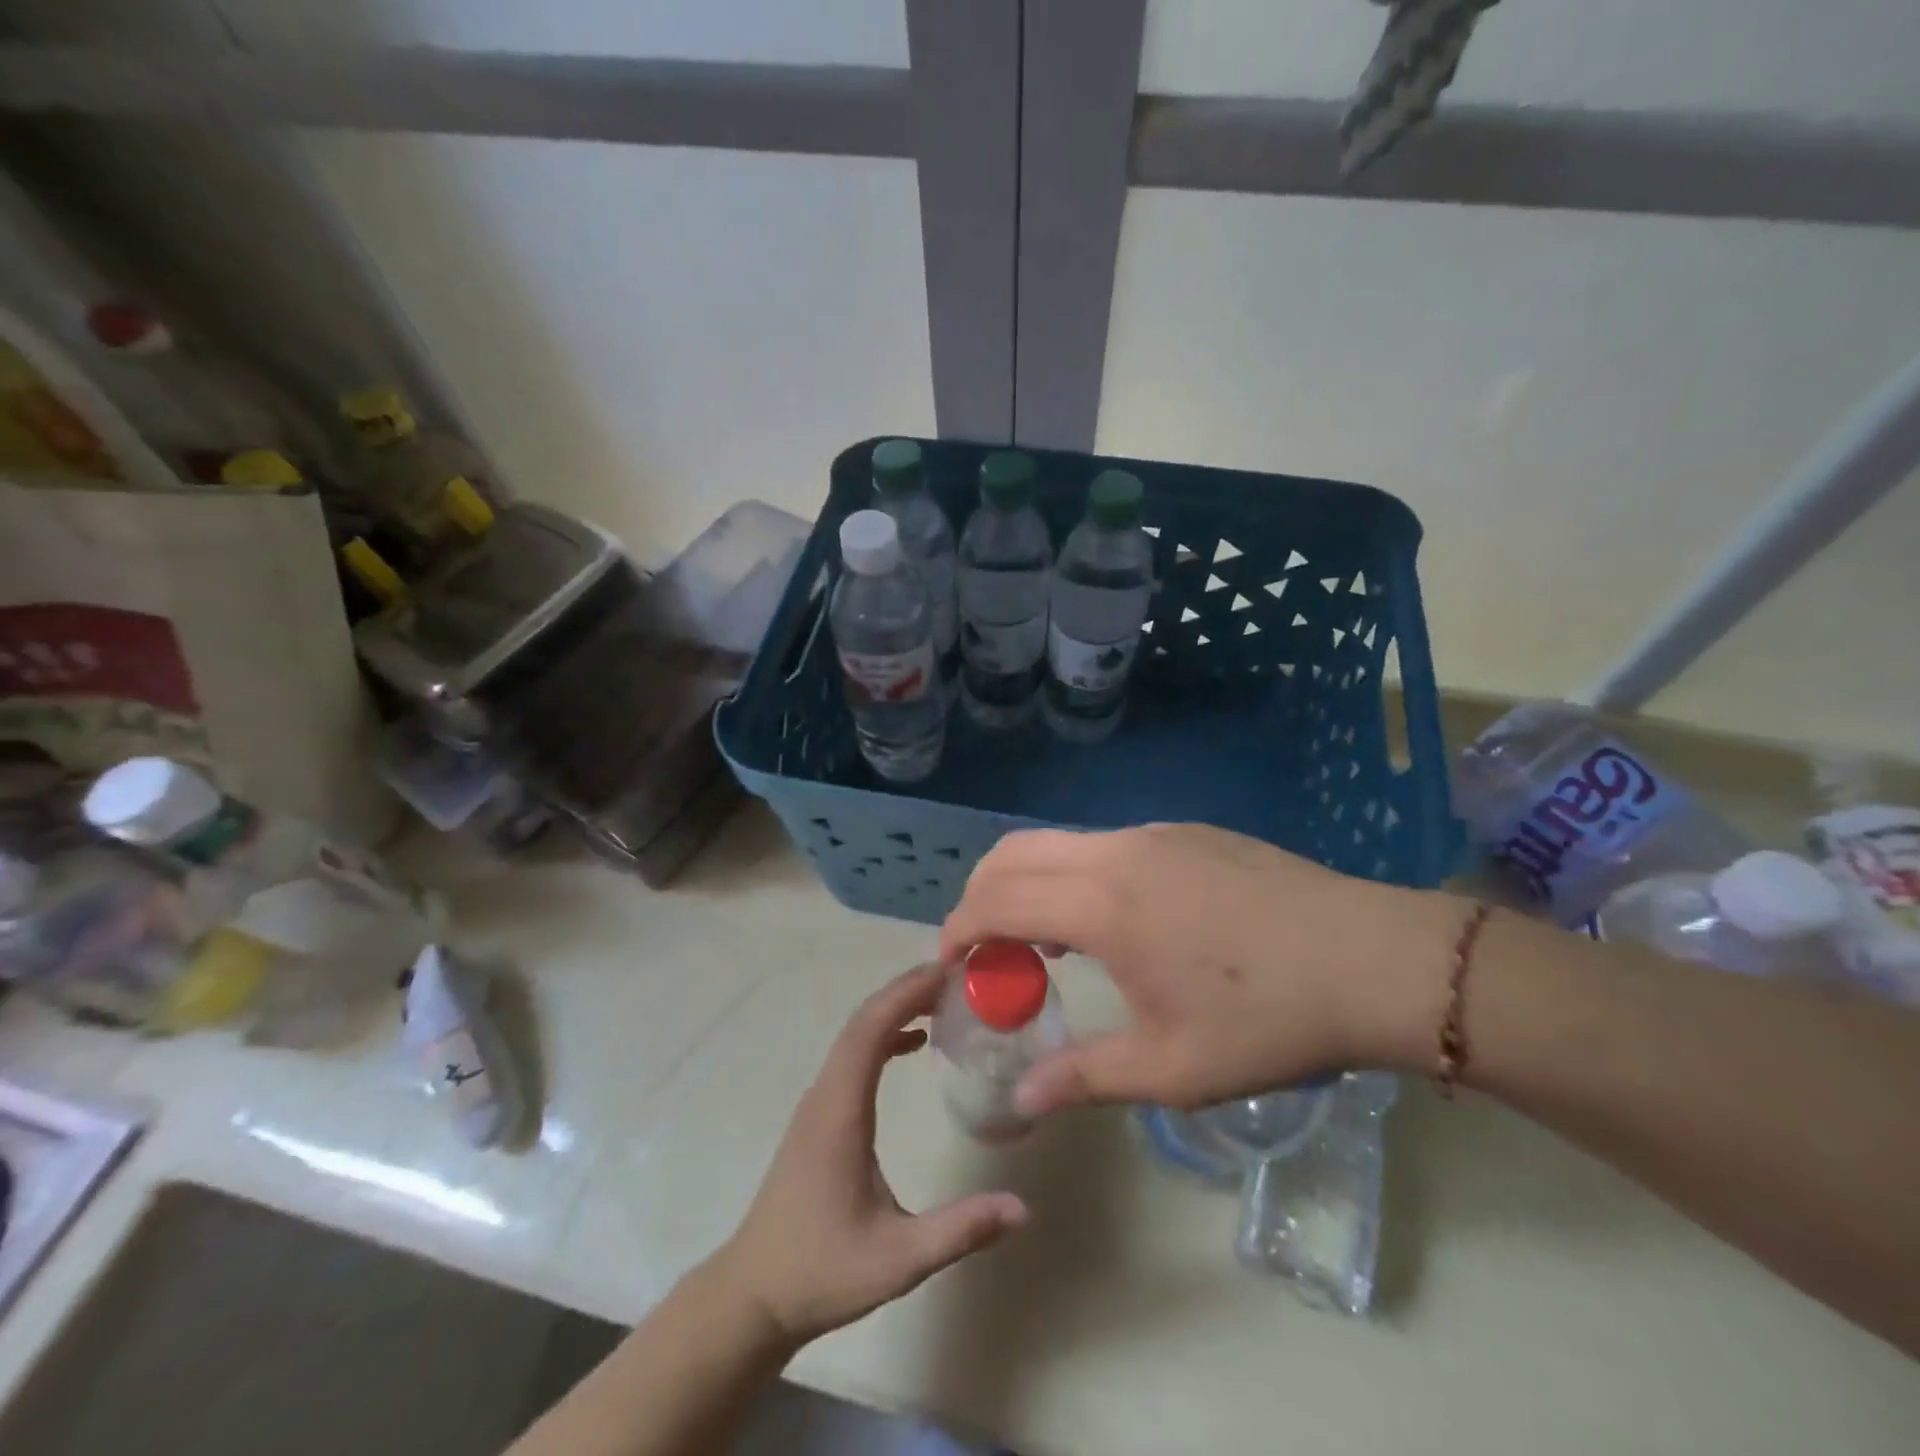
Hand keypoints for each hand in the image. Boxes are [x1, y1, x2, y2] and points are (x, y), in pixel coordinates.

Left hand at [712, 965, 1027, 1345]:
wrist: (754, 1294)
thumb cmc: (822, 1271)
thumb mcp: (897, 1260)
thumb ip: (959, 1231)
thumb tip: (1021, 1207)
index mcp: (840, 1111)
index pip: (870, 1030)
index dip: (907, 994)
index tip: (948, 973)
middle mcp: (825, 1093)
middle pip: (863, 1020)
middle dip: (907, 990)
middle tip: (958, 976)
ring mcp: (817, 1102)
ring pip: (855, 1033)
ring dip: (895, 1007)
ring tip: (943, 998)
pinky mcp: (819, 1114)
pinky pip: (852, 1055)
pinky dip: (883, 1034)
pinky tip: (912, 1042)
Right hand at [939, 824, 1459, 1114]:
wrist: (1376, 960)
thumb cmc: (1268, 1019)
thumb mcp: (1174, 1067)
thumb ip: (1084, 1077)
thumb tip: (1021, 1101)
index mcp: (1103, 906)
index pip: (998, 900)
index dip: (960, 929)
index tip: (949, 962)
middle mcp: (1116, 853)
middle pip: (1014, 853)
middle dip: (981, 894)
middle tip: (983, 947)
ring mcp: (1155, 835)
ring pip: (1060, 842)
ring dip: (1030, 882)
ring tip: (1043, 941)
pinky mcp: (1187, 833)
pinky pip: (1105, 844)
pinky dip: (1075, 874)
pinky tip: (1112, 922)